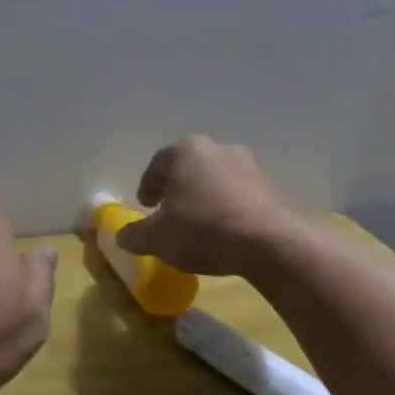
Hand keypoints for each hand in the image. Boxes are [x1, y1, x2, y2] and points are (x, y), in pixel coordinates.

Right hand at [116, 136, 297, 274]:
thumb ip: (134, 234)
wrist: (269, 245)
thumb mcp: (156, 238)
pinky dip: (227, 208)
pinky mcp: (271, 187)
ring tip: (198, 226)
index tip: (146, 207)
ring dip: (203, 198)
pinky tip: (224, 232)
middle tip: (169, 214)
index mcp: (185, 151)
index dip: (147, 187)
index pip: (157, 165)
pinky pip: (238, 195)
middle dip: (176, 190)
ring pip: (214, 180)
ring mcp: (249, 166)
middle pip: (188, 169)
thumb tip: (122, 236)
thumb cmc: (202, 230)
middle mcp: (218, 149)